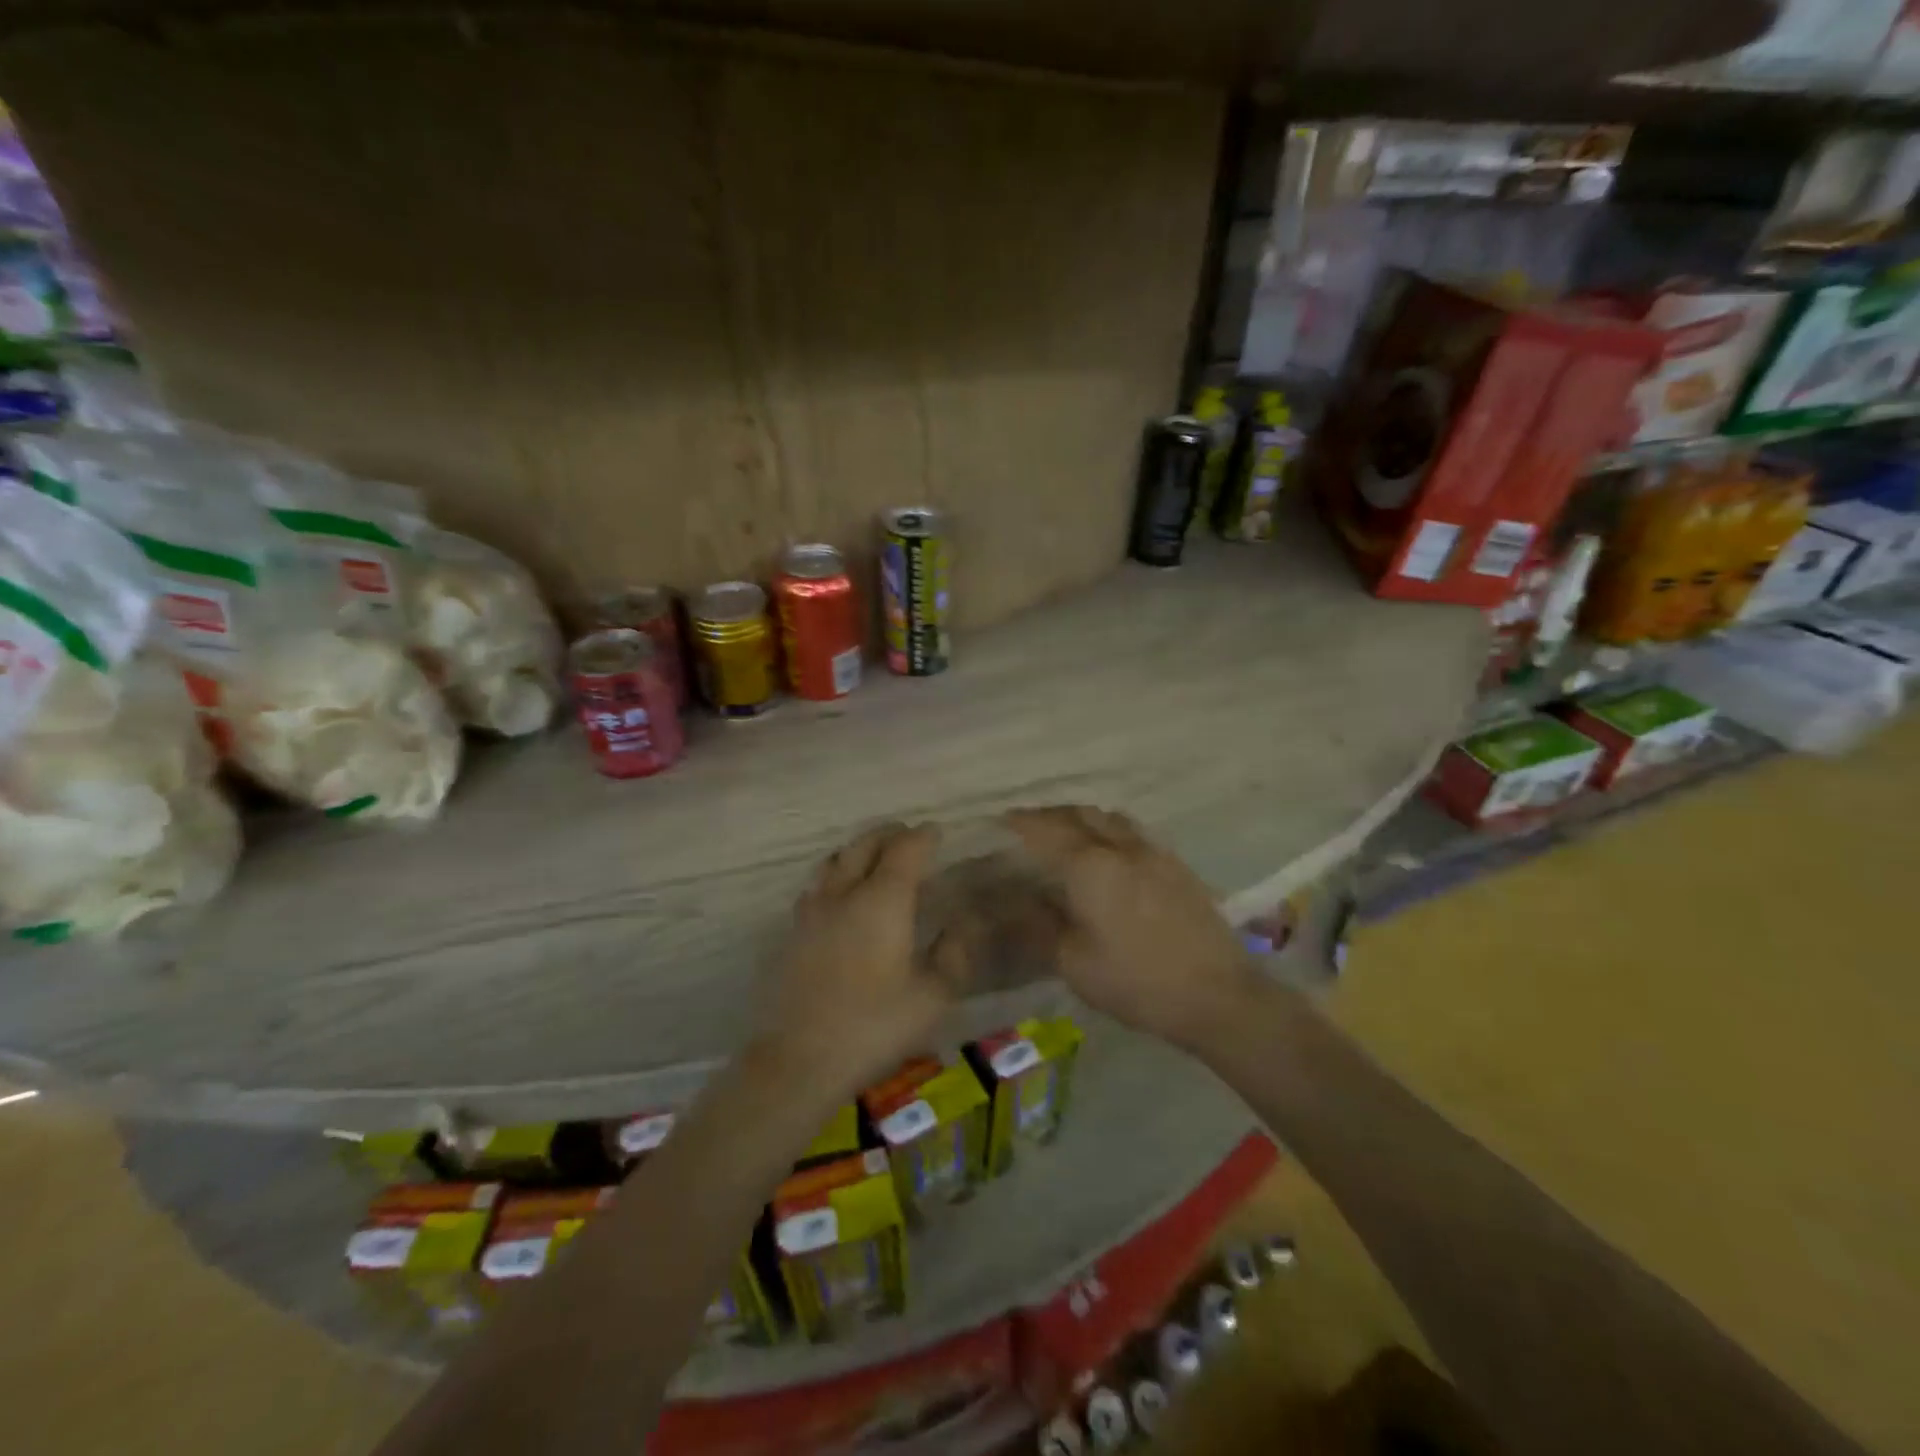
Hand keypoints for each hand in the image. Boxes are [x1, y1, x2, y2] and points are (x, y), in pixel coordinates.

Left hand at [755, 822, 965, 1098]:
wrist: (800, 1059)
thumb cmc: (874, 1025)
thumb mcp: (933, 996)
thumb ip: (953, 954)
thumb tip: (960, 926)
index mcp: (883, 900)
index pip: (906, 849)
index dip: (924, 836)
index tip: (937, 832)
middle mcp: (845, 893)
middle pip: (865, 844)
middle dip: (889, 834)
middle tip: (908, 835)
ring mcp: (813, 910)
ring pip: (835, 860)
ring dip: (858, 850)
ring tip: (874, 858)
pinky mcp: (793, 931)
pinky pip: (816, 885)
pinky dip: (835, 876)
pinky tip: (841, 897)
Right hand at [1004, 805, 1260, 1052]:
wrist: (1218, 995)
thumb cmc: (1137, 982)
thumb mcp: (1075, 963)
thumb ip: (1043, 926)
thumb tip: (1022, 902)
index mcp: (1090, 867)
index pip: (1045, 831)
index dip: (1020, 822)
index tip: (1000, 820)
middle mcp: (1121, 848)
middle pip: (1080, 814)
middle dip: (1050, 814)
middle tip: (1029, 825)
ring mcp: (1154, 853)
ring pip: (1110, 819)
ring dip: (1083, 818)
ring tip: (1067, 833)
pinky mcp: (1177, 866)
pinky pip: (1134, 833)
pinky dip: (1111, 831)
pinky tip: (1110, 854)